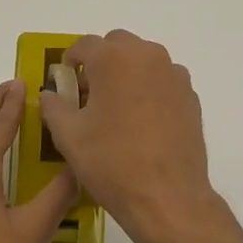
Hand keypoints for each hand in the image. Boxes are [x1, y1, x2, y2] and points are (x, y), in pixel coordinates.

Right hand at [39, 30, 226, 242]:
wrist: (166, 197)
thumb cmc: (111, 162)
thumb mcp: (68, 135)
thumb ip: (54, 106)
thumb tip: (51, 94)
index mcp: (113, 59)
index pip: (84, 45)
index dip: (69, 62)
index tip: (64, 84)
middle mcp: (147, 56)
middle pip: (117, 46)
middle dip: (101, 63)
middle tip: (89, 95)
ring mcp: (174, 75)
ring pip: (143, 61)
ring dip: (127, 74)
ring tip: (117, 110)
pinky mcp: (191, 97)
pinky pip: (163, 82)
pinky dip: (149, 91)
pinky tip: (142, 123)